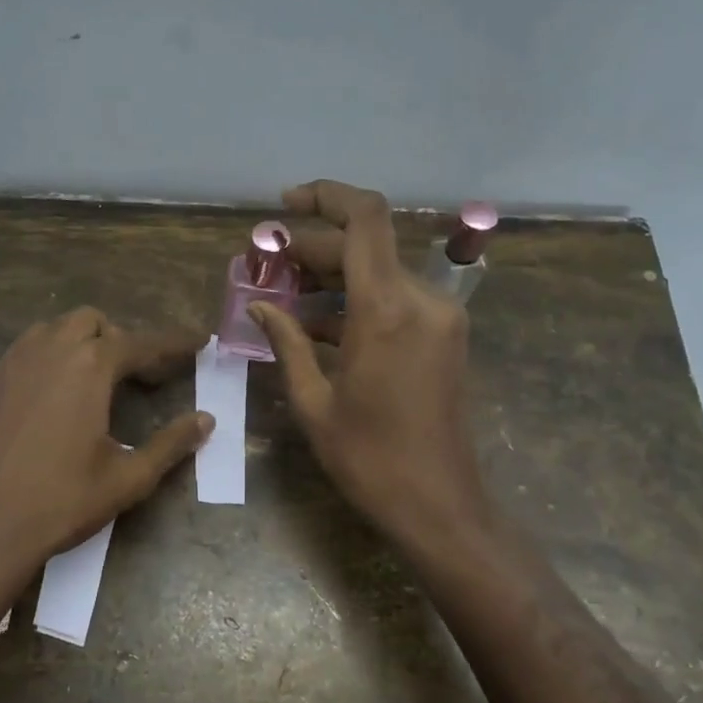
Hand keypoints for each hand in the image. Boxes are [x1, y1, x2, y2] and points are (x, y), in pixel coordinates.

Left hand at [0, 308, 210, 634]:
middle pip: (87, 321)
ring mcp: (3, 369)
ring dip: (71, 347)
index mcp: (88, 367)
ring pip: (44, 334)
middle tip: (130, 373)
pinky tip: (35, 415)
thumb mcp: (129, 478)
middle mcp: (44, 352)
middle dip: (114, 338)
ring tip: (84, 384)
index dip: (172, 344)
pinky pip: (12, 367)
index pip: (140, 343)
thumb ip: (171, 443)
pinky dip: (34, 376)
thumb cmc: (62, 502)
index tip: (196, 342)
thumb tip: (206, 420)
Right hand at [249, 180, 492, 553]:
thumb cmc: (370, 460)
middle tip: (266, 267)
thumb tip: (258, 307)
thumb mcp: (314, 402)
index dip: (326, 196)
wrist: (441, 506)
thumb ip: (287, 343)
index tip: (285, 204)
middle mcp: (421, 300)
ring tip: (283, 294)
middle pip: (365, 247)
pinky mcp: (444, 337)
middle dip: (313, 249)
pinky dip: (356, 302)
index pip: (365, 218)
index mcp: (387, 310)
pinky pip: (395, 301)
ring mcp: (439, 318)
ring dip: (333, 276)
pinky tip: (316, 324)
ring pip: (380, 272)